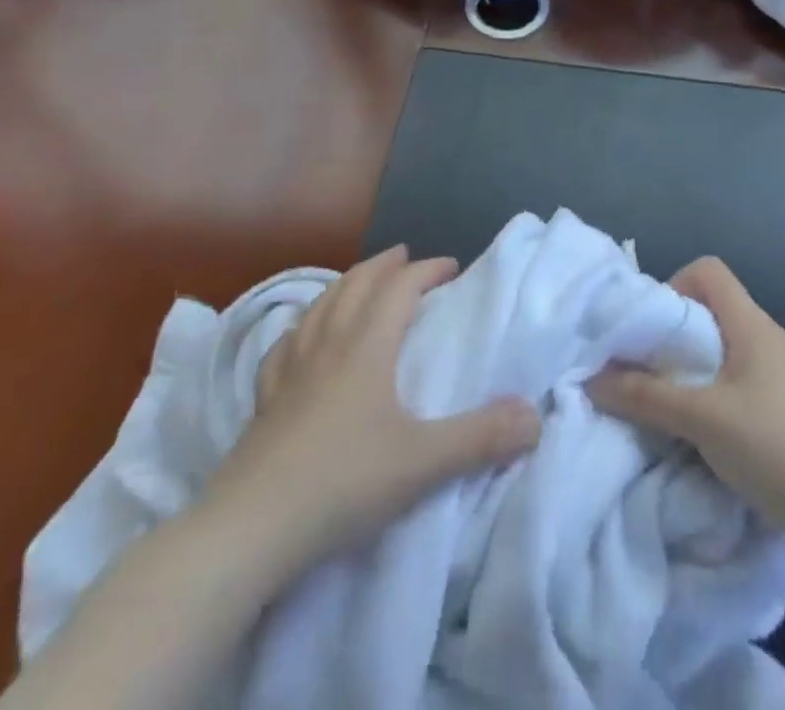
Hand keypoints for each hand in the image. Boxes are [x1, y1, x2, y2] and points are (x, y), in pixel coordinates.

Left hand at [210, 245, 541, 576]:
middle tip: (404, 256)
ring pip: (319, 307)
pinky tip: (299, 336)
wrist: (250, 528)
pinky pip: (285, 344)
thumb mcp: (422, 462)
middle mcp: (327, 346)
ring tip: (358, 282)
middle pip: (355, 286)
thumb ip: (482, 438)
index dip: (426, 271)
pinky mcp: (264, 400)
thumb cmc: (342, 483)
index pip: (399, 289)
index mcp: (365, 348)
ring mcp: (290, 371)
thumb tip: (535, 417)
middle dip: (383, 266)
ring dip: (344, 285)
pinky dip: (301, 326)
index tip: (451, 267)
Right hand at [587, 256, 784, 544]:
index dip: (675, 286)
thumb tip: (592, 380)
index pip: (709, 270)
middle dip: (678, 336)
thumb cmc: (777, 447)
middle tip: (653, 372)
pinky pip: (748, 380)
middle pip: (715, 310)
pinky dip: (722, 394)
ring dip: (699, 370)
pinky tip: (714, 434)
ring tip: (678, 407)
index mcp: (753, 325)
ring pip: (730, 349)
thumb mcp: (702, 420)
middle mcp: (772, 337)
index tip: (655, 331)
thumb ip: (646, 397)